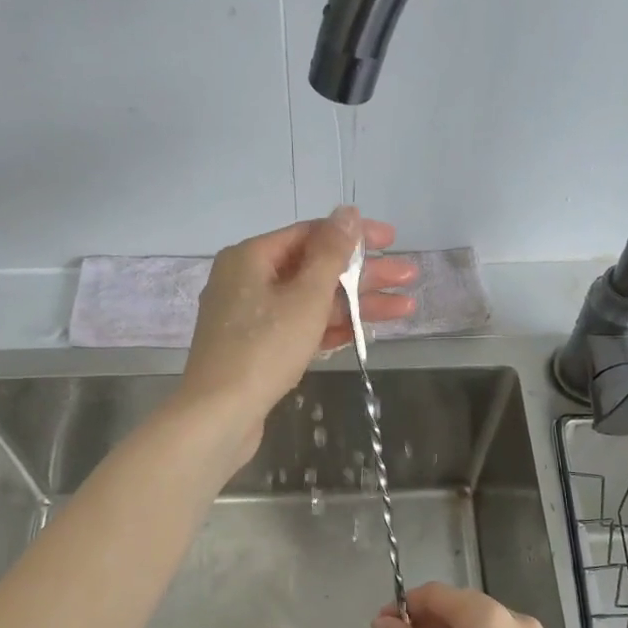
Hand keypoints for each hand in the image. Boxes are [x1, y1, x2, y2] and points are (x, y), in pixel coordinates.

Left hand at [179, 206, 415, 454]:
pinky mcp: (256, 350)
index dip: (354, 236)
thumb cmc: (264, 348)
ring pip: (310, 302)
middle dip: (364, 276)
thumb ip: (331, 253)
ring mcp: (250, 318)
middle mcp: (246, 280)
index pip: (310, 233)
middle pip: (314, 269)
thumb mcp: (305, 296)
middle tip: (408, 277)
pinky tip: (364, 332)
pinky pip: (298, 328)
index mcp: (251, 257)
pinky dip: (328, 328)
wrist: (218, 415)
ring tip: (404, 309)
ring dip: (354, 304)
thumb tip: (347, 211)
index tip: (392, 241)